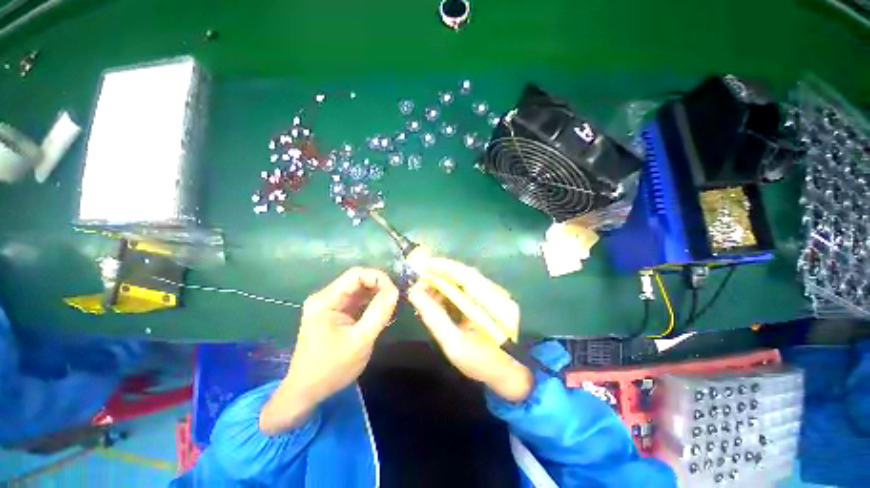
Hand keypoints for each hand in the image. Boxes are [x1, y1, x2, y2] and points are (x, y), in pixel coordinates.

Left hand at [260, 267, 398, 434]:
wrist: (307, 392)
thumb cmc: (332, 369)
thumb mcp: (360, 341)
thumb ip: (379, 313)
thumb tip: (395, 290)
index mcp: (325, 301)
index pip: (356, 275)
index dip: (378, 277)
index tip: (395, 291)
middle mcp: (325, 297)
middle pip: (357, 280)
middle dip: (379, 285)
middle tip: (396, 297)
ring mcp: (329, 305)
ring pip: (358, 289)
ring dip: (376, 293)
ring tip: (392, 302)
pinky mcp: (335, 313)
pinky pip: (356, 300)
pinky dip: (370, 302)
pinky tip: (382, 308)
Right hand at [407, 258, 532, 402]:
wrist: (511, 371)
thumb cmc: (483, 362)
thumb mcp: (454, 345)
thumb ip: (435, 317)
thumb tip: (414, 294)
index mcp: (490, 301)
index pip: (464, 274)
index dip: (442, 266)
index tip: (421, 266)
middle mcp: (494, 291)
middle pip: (463, 273)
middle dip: (439, 274)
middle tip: (419, 281)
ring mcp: (495, 294)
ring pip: (464, 280)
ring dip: (444, 282)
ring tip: (425, 291)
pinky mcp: (491, 299)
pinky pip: (468, 288)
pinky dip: (451, 290)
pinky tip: (439, 298)